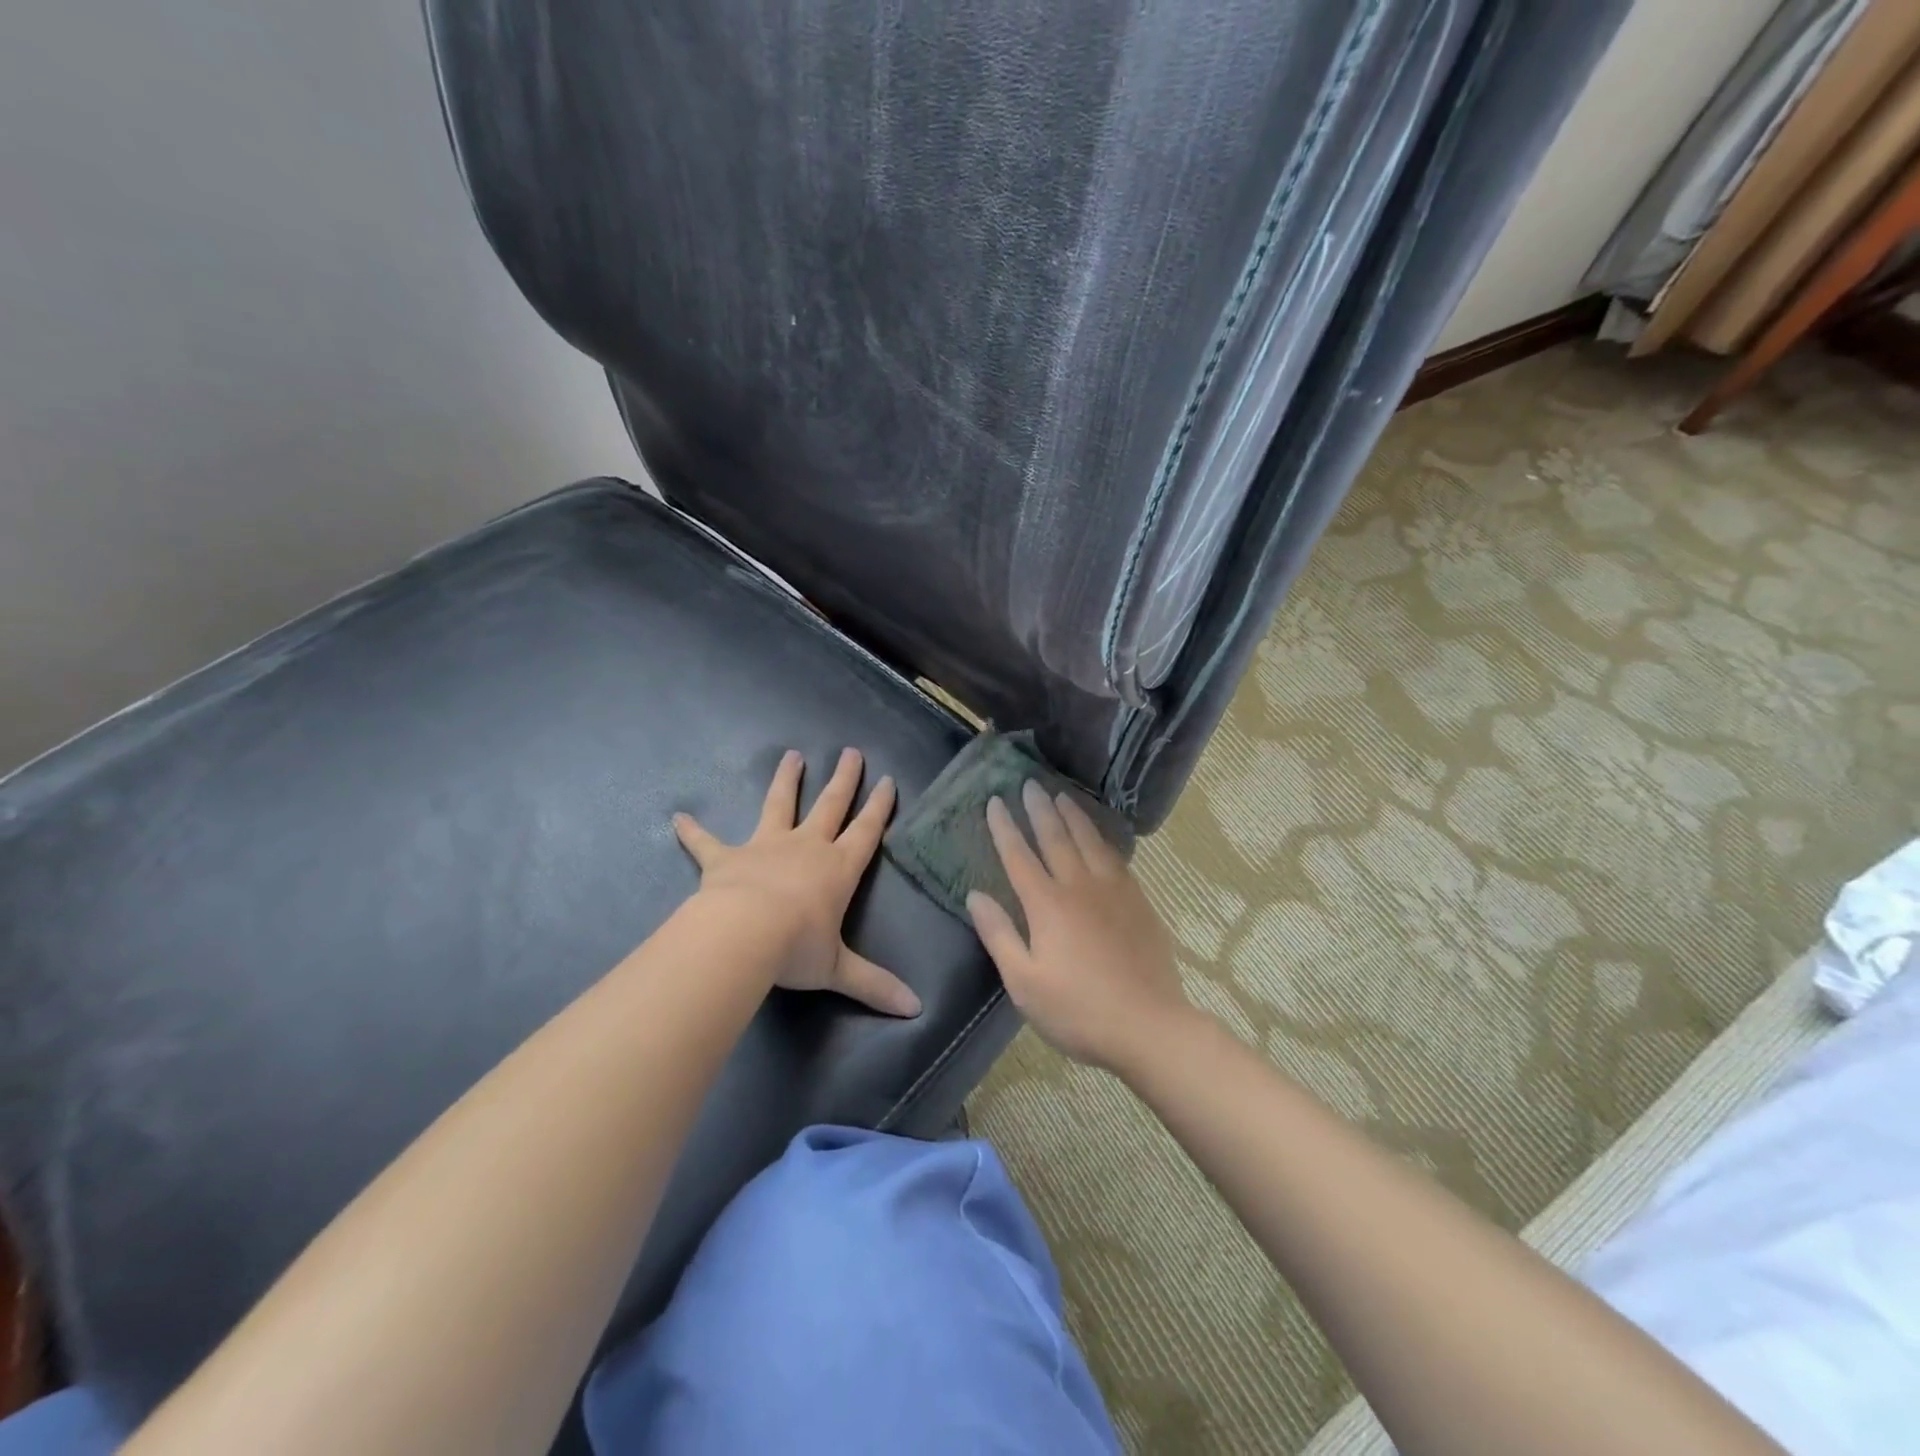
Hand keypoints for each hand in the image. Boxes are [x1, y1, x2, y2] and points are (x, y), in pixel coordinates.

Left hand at [673, 747, 920, 1016]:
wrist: (743, 934)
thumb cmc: (797, 948)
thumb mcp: (839, 970)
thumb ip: (875, 985)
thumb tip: (916, 1009)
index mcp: (838, 868)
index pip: (866, 831)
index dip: (879, 807)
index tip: (889, 780)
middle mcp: (806, 847)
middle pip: (830, 805)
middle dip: (844, 780)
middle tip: (852, 752)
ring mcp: (765, 847)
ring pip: (779, 804)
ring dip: (786, 780)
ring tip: (791, 756)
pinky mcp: (727, 858)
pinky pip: (707, 842)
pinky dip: (693, 831)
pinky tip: (678, 817)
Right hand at [967, 780, 1190, 1070]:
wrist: (1148, 1025)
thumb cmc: (1077, 1010)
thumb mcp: (1024, 982)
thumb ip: (999, 935)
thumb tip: (975, 895)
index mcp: (1047, 905)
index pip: (1019, 856)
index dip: (1004, 828)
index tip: (994, 801)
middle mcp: (1079, 886)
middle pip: (1055, 838)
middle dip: (1039, 809)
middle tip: (1029, 783)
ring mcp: (1113, 891)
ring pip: (1089, 841)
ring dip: (1073, 815)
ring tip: (1062, 795)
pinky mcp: (1138, 901)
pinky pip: (1115, 857)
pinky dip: (1102, 838)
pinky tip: (1099, 835)